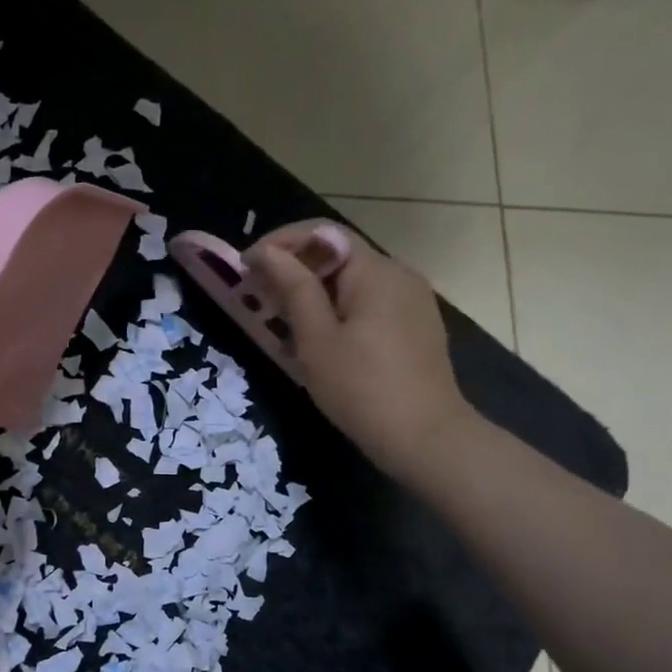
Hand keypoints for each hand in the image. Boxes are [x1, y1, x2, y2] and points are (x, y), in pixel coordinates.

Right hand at [247, 221, 475, 477]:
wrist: (426, 439)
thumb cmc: (362, 388)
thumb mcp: (317, 338)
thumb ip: (293, 288)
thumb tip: (266, 252)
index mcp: (375, 270)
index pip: (322, 233)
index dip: (279, 243)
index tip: (246, 267)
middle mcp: (399, 274)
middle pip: (338, 256)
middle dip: (294, 270)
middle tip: (257, 298)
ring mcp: (412, 301)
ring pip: (352, 282)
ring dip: (313, 293)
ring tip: (282, 322)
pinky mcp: (415, 327)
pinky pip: (369, 304)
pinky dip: (338, 311)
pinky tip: (319, 340)